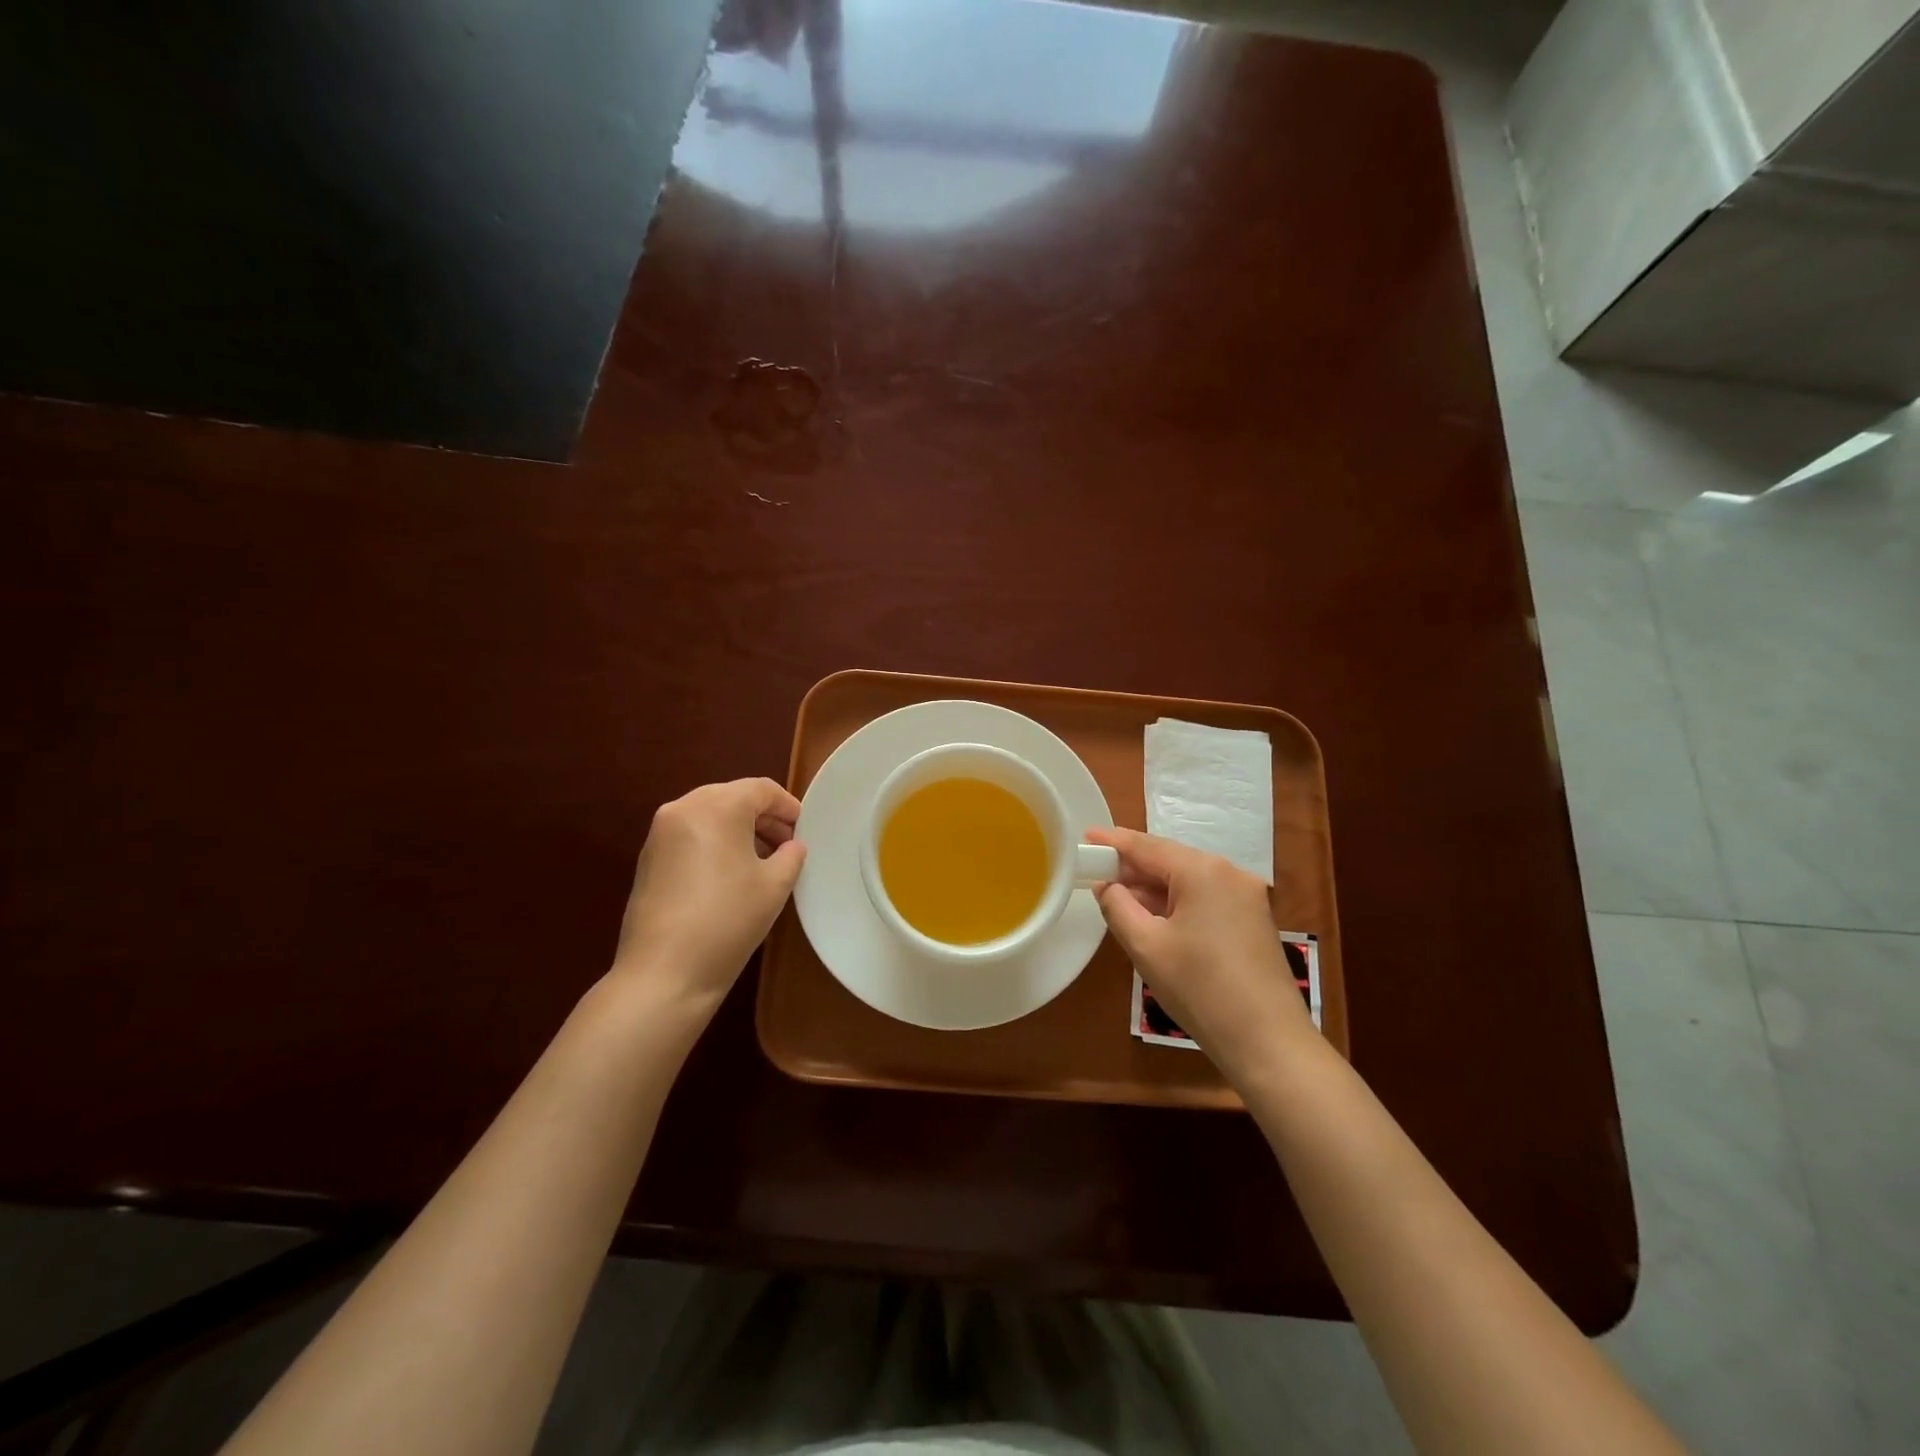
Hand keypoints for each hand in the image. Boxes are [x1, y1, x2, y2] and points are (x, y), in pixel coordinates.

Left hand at [610, 778, 806, 1005]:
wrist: (664, 972)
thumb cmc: (728, 920)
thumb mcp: (775, 886)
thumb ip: (791, 855)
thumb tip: (791, 847)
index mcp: (717, 806)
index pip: (761, 789)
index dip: (788, 806)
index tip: (804, 829)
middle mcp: (683, 808)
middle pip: (732, 797)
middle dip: (763, 817)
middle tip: (786, 845)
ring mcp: (660, 834)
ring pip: (709, 815)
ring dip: (739, 830)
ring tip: (762, 861)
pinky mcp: (648, 859)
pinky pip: (690, 835)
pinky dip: (715, 843)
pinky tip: (729, 875)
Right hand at [1087, 827, 1312, 1066]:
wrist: (1269, 1043)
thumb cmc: (1200, 989)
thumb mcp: (1146, 946)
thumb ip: (1118, 907)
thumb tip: (1107, 886)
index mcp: (1203, 871)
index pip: (1147, 846)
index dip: (1113, 842)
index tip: (1085, 838)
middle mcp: (1229, 873)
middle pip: (1170, 861)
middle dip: (1133, 868)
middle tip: (1096, 874)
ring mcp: (1247, 897)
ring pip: (1188, 881)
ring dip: (1154, 889)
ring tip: (1119, 899)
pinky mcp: (1254, 921)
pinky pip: (1206, 899)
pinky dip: (1177, 904)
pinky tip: (1156, 920)